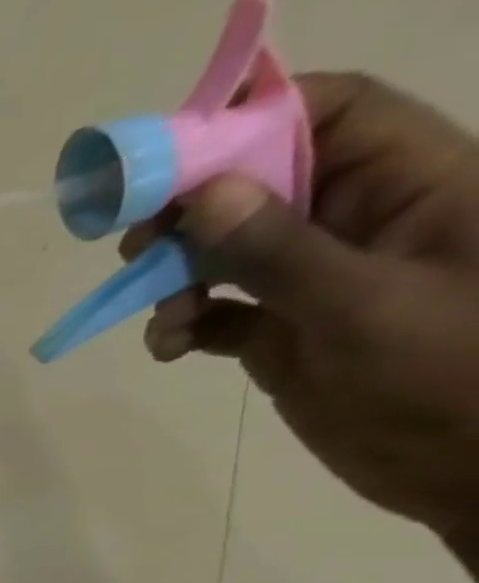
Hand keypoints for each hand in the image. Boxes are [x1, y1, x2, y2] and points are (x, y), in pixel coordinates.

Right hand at [129, 72, 478, 541]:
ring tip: (161, 311)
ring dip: (176, 277)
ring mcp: (315, 278)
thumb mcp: (362, 304)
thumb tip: (205, 194)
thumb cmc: (448, 372)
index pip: (334, 113)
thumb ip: (279, 249)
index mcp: (412, 185)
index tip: (173, 152)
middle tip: (137, 241)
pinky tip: (169, 347)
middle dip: (192, 209)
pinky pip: (215, 311)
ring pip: (225, 250)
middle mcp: (358, 221)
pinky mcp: (282, 331)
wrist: (468, 469)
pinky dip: (181, 325)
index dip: (256, 115)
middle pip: (260, 181)